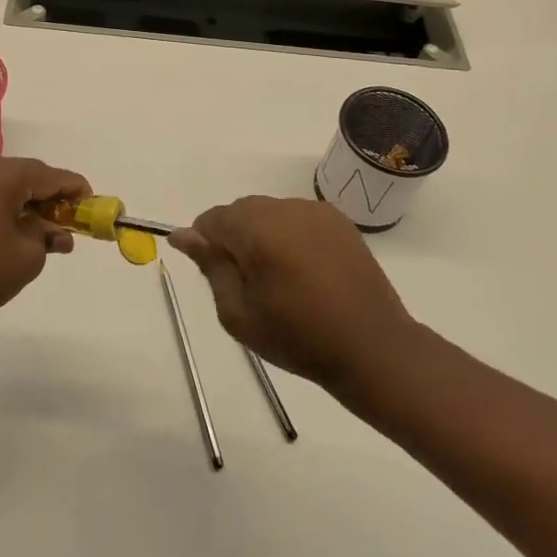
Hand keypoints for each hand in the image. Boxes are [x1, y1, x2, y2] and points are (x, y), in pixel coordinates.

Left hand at [0, 157, 89, 333]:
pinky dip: (10, 210)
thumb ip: (48, 237)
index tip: (95, 206)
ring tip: (50, 234)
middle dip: (54, 198)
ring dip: (32, 206)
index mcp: (3, 175)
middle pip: (30, 176)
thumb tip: (57, 232)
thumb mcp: (27, 256)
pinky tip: (21, 234)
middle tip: (73, 222)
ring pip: (9, 187)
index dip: (76, 190)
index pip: (51, 175)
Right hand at [169, 196, 416, 393]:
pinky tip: (304, 270)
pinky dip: (290, 236)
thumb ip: (210, 266)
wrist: (372, 348)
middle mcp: (285, 208)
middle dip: (235, 239)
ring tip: (280, 279)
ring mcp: (315, 211)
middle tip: (248, 285)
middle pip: (241, 212)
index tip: (217, 277)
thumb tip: (183, 234)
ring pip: (269, 213)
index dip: (206, 245)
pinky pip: (297, 218)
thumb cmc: (298, 338)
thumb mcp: (238, 313)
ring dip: (262, 236)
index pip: (212, 219)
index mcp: (257, 229)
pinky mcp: (338, 220)